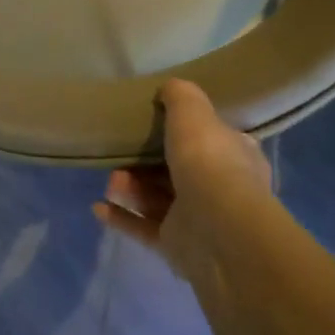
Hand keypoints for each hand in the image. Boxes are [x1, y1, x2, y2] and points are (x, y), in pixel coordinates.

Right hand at [95, 80, 272, 279]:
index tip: (156, 123)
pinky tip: (98, 207)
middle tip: (121, 154)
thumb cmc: (209, 161)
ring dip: (130, 187)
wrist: (217, 227)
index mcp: (236, 156)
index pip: (213, 140)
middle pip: (177, 170)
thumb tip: (169, 88)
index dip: (186, 132)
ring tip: (111, 181)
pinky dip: (120, 217)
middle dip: (144, 162)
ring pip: (157, 199)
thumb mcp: (193, 112)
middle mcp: (221, 189)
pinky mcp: (176, 246)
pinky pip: (143, 228)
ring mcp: (199, 221)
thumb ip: (180, 96)